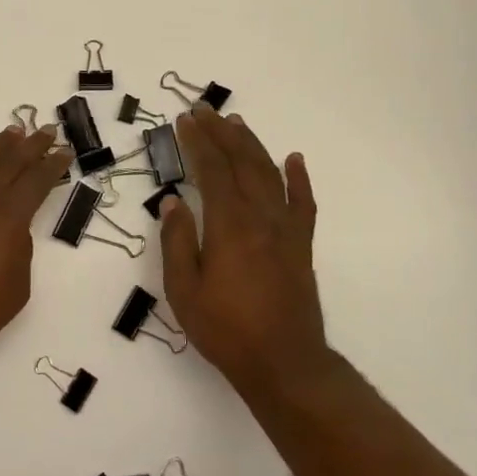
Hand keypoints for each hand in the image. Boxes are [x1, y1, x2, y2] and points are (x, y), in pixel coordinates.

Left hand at [0, 124, 73, 364]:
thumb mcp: (18, 285)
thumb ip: (21, 247)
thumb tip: (12, 227)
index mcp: (9, 214)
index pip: (38, 179)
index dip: (53, 164)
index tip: (64, 151)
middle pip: (11, 159)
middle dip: (32, 144)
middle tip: (47, 130)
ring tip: (13, 132)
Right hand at [160, 106, 326, 395]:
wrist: (285, 364)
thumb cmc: (226, 330)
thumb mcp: (184, 291)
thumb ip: (177, 242)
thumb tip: (172, 202)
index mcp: (229, 225)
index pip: (212, 170)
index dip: (198, 142)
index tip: (185, 120)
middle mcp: (260, 217)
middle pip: (242, 162)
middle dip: (221, 133)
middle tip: (204, 111)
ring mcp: (286, 229)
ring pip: (270, 174)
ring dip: (252, 145)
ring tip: (237, 123)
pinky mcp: (302, 245)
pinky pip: (304, 203)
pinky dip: (299, 178)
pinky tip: (294, 159)